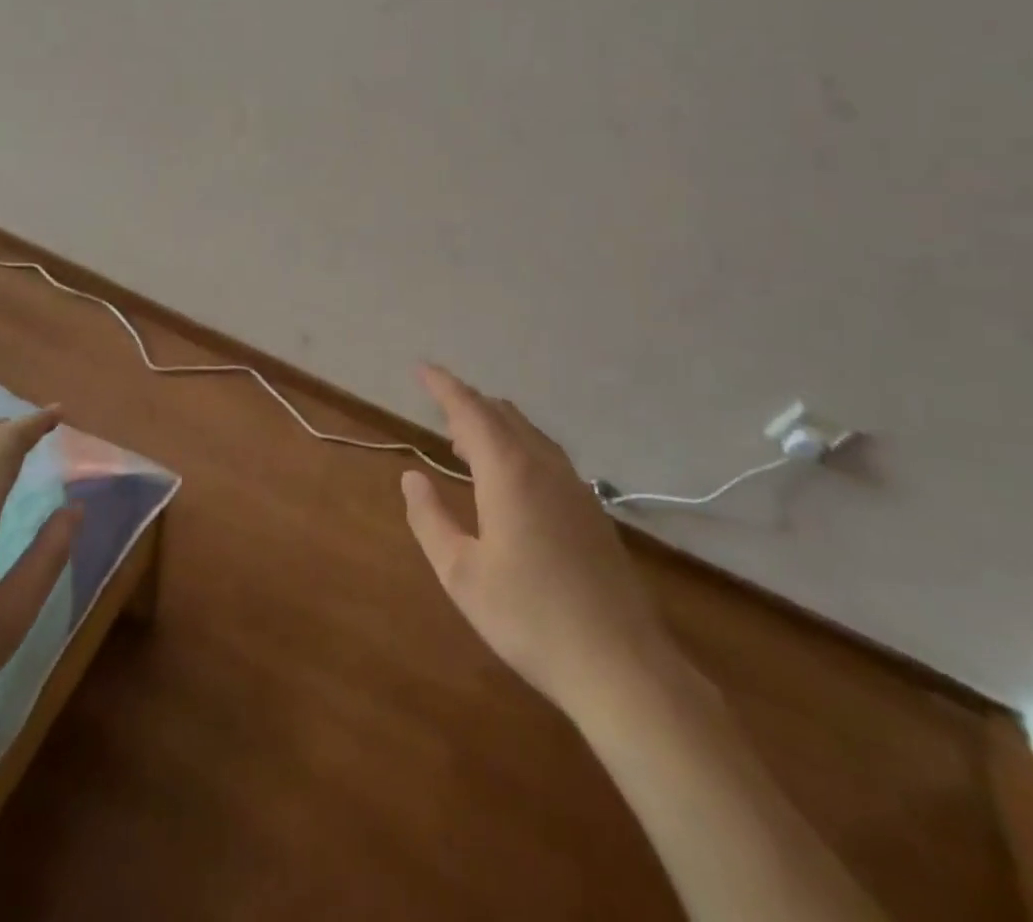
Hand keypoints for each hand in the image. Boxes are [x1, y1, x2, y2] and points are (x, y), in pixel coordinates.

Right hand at [402, 366, 680, 720]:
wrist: (620, 665)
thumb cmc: (528, 617)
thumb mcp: (461, 573)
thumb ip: (430, 519)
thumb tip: (412, 476)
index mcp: (509, 472)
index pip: (470, 410)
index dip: (443, 385)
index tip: (421, 368)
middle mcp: (544, 466)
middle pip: (503, 414)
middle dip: (468, 405)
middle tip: (439, 413)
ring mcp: (575, 486)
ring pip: (529, 434)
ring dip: (495, 426)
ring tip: (466, 444)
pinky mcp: (592, 510)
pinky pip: (547, 456)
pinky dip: (518, 448)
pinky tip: (510, 480)